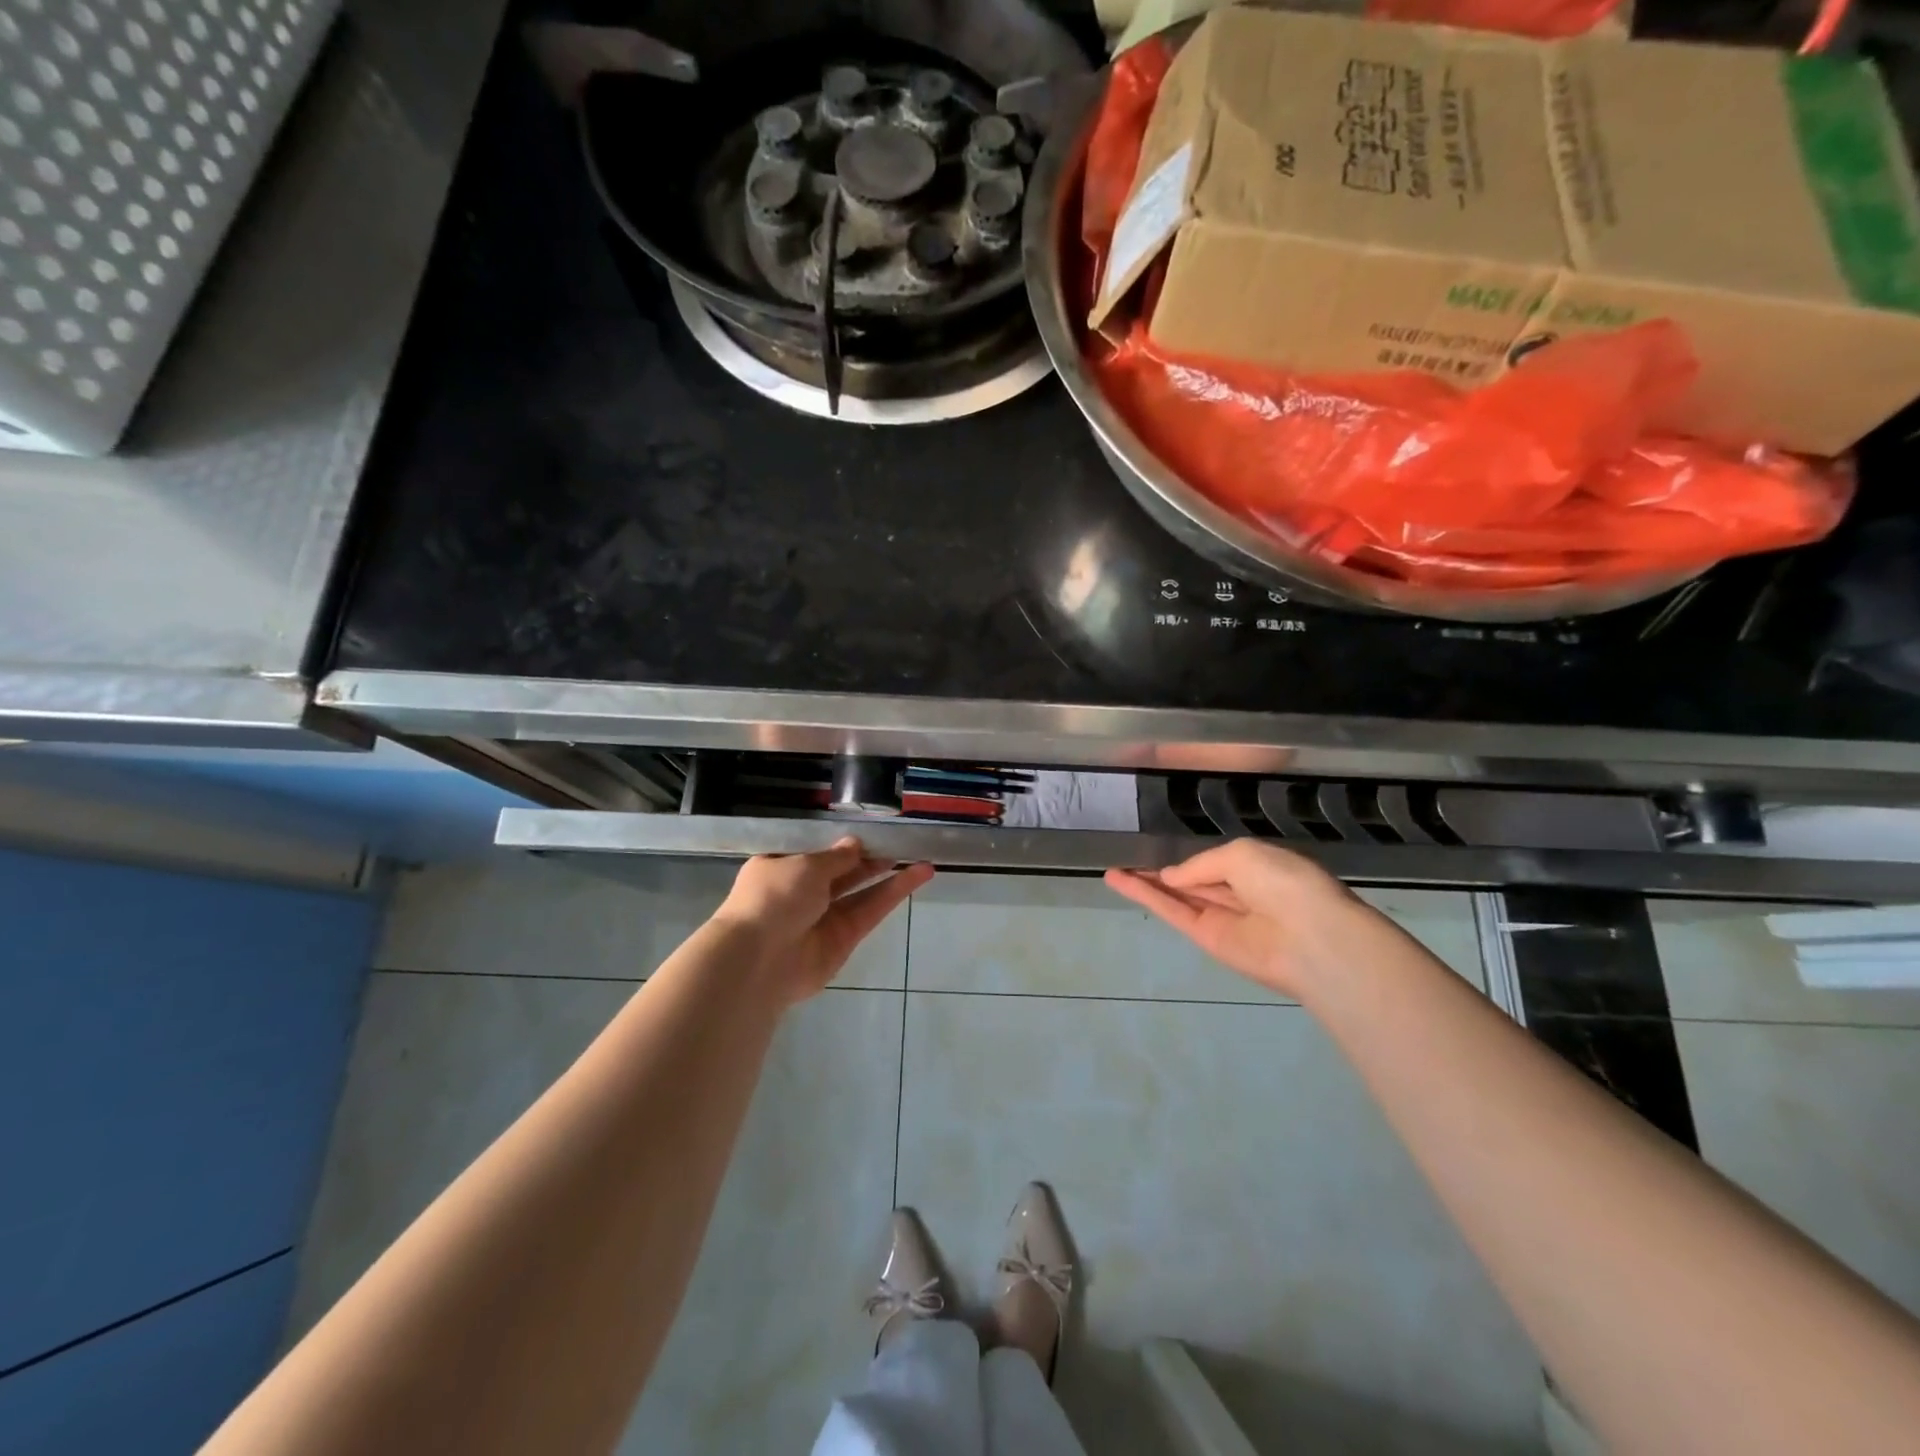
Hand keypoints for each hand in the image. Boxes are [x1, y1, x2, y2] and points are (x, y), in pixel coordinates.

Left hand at [713, 839, 933, 1003]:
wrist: (758, 960)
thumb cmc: (773, 898)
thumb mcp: (805, 865)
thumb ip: (835, 856)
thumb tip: (854, 844)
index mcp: (781, 868)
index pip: (815, 851)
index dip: (841, 842)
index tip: (870, 829)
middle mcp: (801, 893)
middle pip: (842, 872)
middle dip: (870, 857)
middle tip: (901, 842)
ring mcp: (823, 918)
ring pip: (861, 892)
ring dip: (889, 875)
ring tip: (920, 856)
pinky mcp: (844, 940)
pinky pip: (870, 912)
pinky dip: (893, 894)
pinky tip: (917, 875)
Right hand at [1105, 840, 1367, 999]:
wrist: (1311, 938)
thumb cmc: (1285, 883)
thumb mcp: (1241, 854)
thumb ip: (1202, 864)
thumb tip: (1171, 877)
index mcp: (1258, 868)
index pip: (1216, 863)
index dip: (1188, 859)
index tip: (1157, 852)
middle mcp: (1239, 893)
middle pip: (1192, 881)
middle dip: (1162, 872)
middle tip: (1127, 861)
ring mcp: (1221, 918)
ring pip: (1177, 896)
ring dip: (1145, 884)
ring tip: (1113, 871)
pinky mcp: (1206, 939)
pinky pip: (1172, 911)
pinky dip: (1145, 897)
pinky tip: (1119, 881)